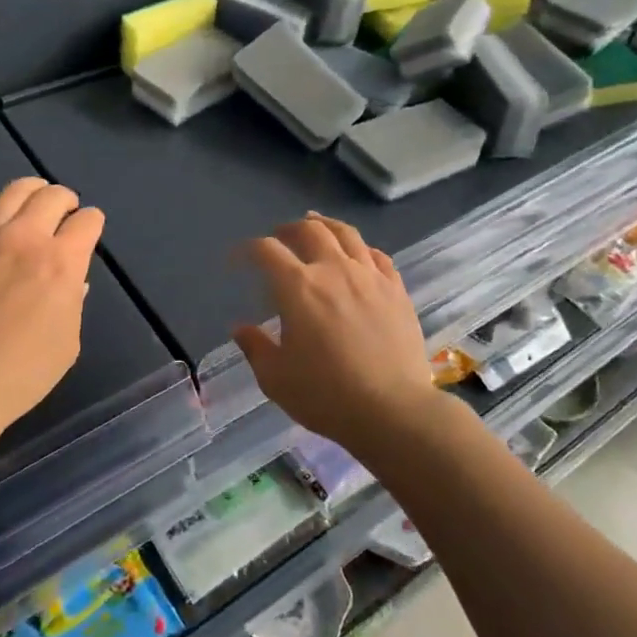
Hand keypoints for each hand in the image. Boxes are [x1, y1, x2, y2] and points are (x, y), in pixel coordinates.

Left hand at [0, 177, 104, 439]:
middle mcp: (24, 237)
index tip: (87, 232)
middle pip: (53, 195)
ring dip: (32, 194)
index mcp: (61, 262)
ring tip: (32, 207)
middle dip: (66, 201)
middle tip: (64, 215)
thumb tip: (71, 281)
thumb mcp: (68, 342)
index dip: (91, 224)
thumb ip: (73, 302)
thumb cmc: (20, 374)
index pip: (87, 220)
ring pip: (14, 190)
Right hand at [233, 213, 437, 456]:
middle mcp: (333, 270)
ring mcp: (369, 276)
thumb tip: (240, 328)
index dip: (248, 250)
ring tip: (316, 226)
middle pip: (309, 230)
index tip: (239, 259)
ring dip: (325, 225)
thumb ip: (255, 348)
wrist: (393, 411)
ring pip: (346, 233)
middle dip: (287, 229)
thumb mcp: (276, 379)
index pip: (267, 251)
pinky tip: (357, 255)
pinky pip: (378, 256)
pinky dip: (361, 249)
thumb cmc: (326, 396)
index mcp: (298, 287)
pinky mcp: (396, 289)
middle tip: (279, 237)